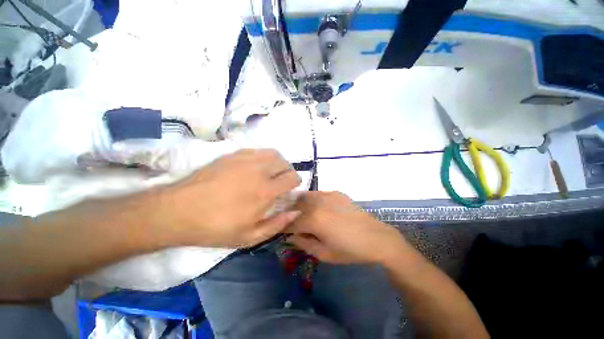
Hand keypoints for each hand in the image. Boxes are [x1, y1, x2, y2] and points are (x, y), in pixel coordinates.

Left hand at [153, 149, 301, 247]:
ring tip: (271, 172)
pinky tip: (255, 167)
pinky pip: (257, 150)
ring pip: (272, 153)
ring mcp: (245, 159)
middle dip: (288, 171)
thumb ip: (278, 223)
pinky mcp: (232, 155)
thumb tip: (296, 210)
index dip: (296, 181)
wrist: (179, 211)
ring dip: (277, 162)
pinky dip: (263, 157)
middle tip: (282, 181)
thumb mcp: (250, 236)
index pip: (292, 177)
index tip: (292, 187)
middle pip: (284, 162)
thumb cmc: (216, 227)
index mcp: (265, 191)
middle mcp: (259, 170)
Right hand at [287, 192, 408, 263]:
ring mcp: (327, 194)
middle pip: (295, 205)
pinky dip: (311, 200)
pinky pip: (317, 194)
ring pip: (305, 196)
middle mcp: (317, 202)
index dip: (283, 227)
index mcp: (313, 219)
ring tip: (299, 212)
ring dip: (299, 204)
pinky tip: (315, 207)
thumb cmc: (349, 250)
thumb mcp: (324, 253)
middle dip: (288, 212)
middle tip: (287, 220)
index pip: (290, 222)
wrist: (376, 237)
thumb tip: (291, 236)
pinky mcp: (335, 192)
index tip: (279, 230)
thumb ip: (303, 243)